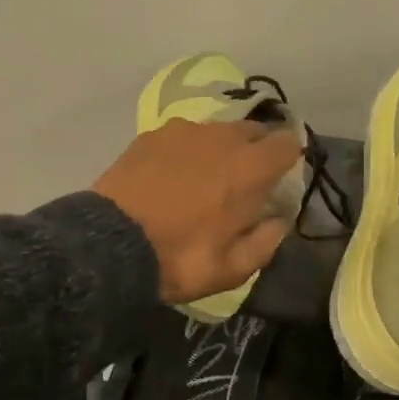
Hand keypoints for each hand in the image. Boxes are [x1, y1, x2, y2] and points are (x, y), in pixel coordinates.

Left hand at [93, 119, 301, 305]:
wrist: (109, 244)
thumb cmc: (178, 259)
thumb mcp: (232, 269)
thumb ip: (266, 242)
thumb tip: (278, 221)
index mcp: (249, 169)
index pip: (288, 142)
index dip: (289, 159)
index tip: (279, 180)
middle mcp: (221, 138)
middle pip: (254, 130)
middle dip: (256, 151)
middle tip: (242, 183)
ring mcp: (184, 131)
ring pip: (217, 131)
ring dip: (220, 150)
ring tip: (202, 180)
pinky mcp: (152, 134)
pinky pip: (184, 136)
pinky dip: (187, 151)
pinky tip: (170, 176)